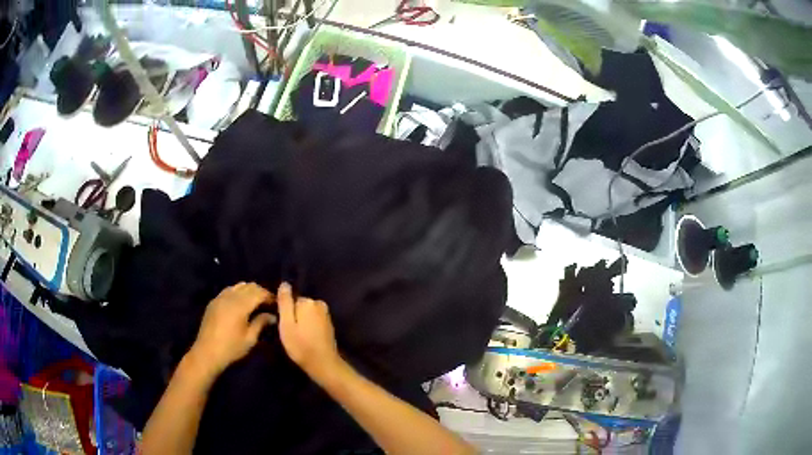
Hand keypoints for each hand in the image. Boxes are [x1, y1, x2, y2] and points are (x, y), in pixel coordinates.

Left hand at [189, 282, 275, 376]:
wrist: (207, 352)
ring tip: (255, 302)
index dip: (269, 296)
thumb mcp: (250, 339)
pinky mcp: (214, 301)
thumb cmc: (231, 348)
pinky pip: (229, 290)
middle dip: (260, 292)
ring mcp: (220, 297)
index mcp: (240, 305)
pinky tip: (241, 304)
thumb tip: (272, 316)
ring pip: (238, 286)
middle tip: (268, 303)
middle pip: (249, 286)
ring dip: (249, 291)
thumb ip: (261, 323)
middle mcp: (230, 297)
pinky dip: (238, 292)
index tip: (277, 304)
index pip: (259, 293)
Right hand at [276, 282, 341, 381]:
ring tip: (298, 338)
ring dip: (302, 323)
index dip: (285, 313)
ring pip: (306, 314)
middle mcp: (319, 304)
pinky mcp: (329, 325)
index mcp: (308, 302)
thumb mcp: (286, 324)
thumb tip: (285, 283)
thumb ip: (285, 303)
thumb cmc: (301, 345)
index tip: (283, 325)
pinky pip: (313, 321)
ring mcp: (326, 315)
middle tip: (290, 334)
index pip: (291, 300)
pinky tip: (306, 339)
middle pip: (299, 306)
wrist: (323, 364)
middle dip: (294, 317)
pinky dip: (309, 328)